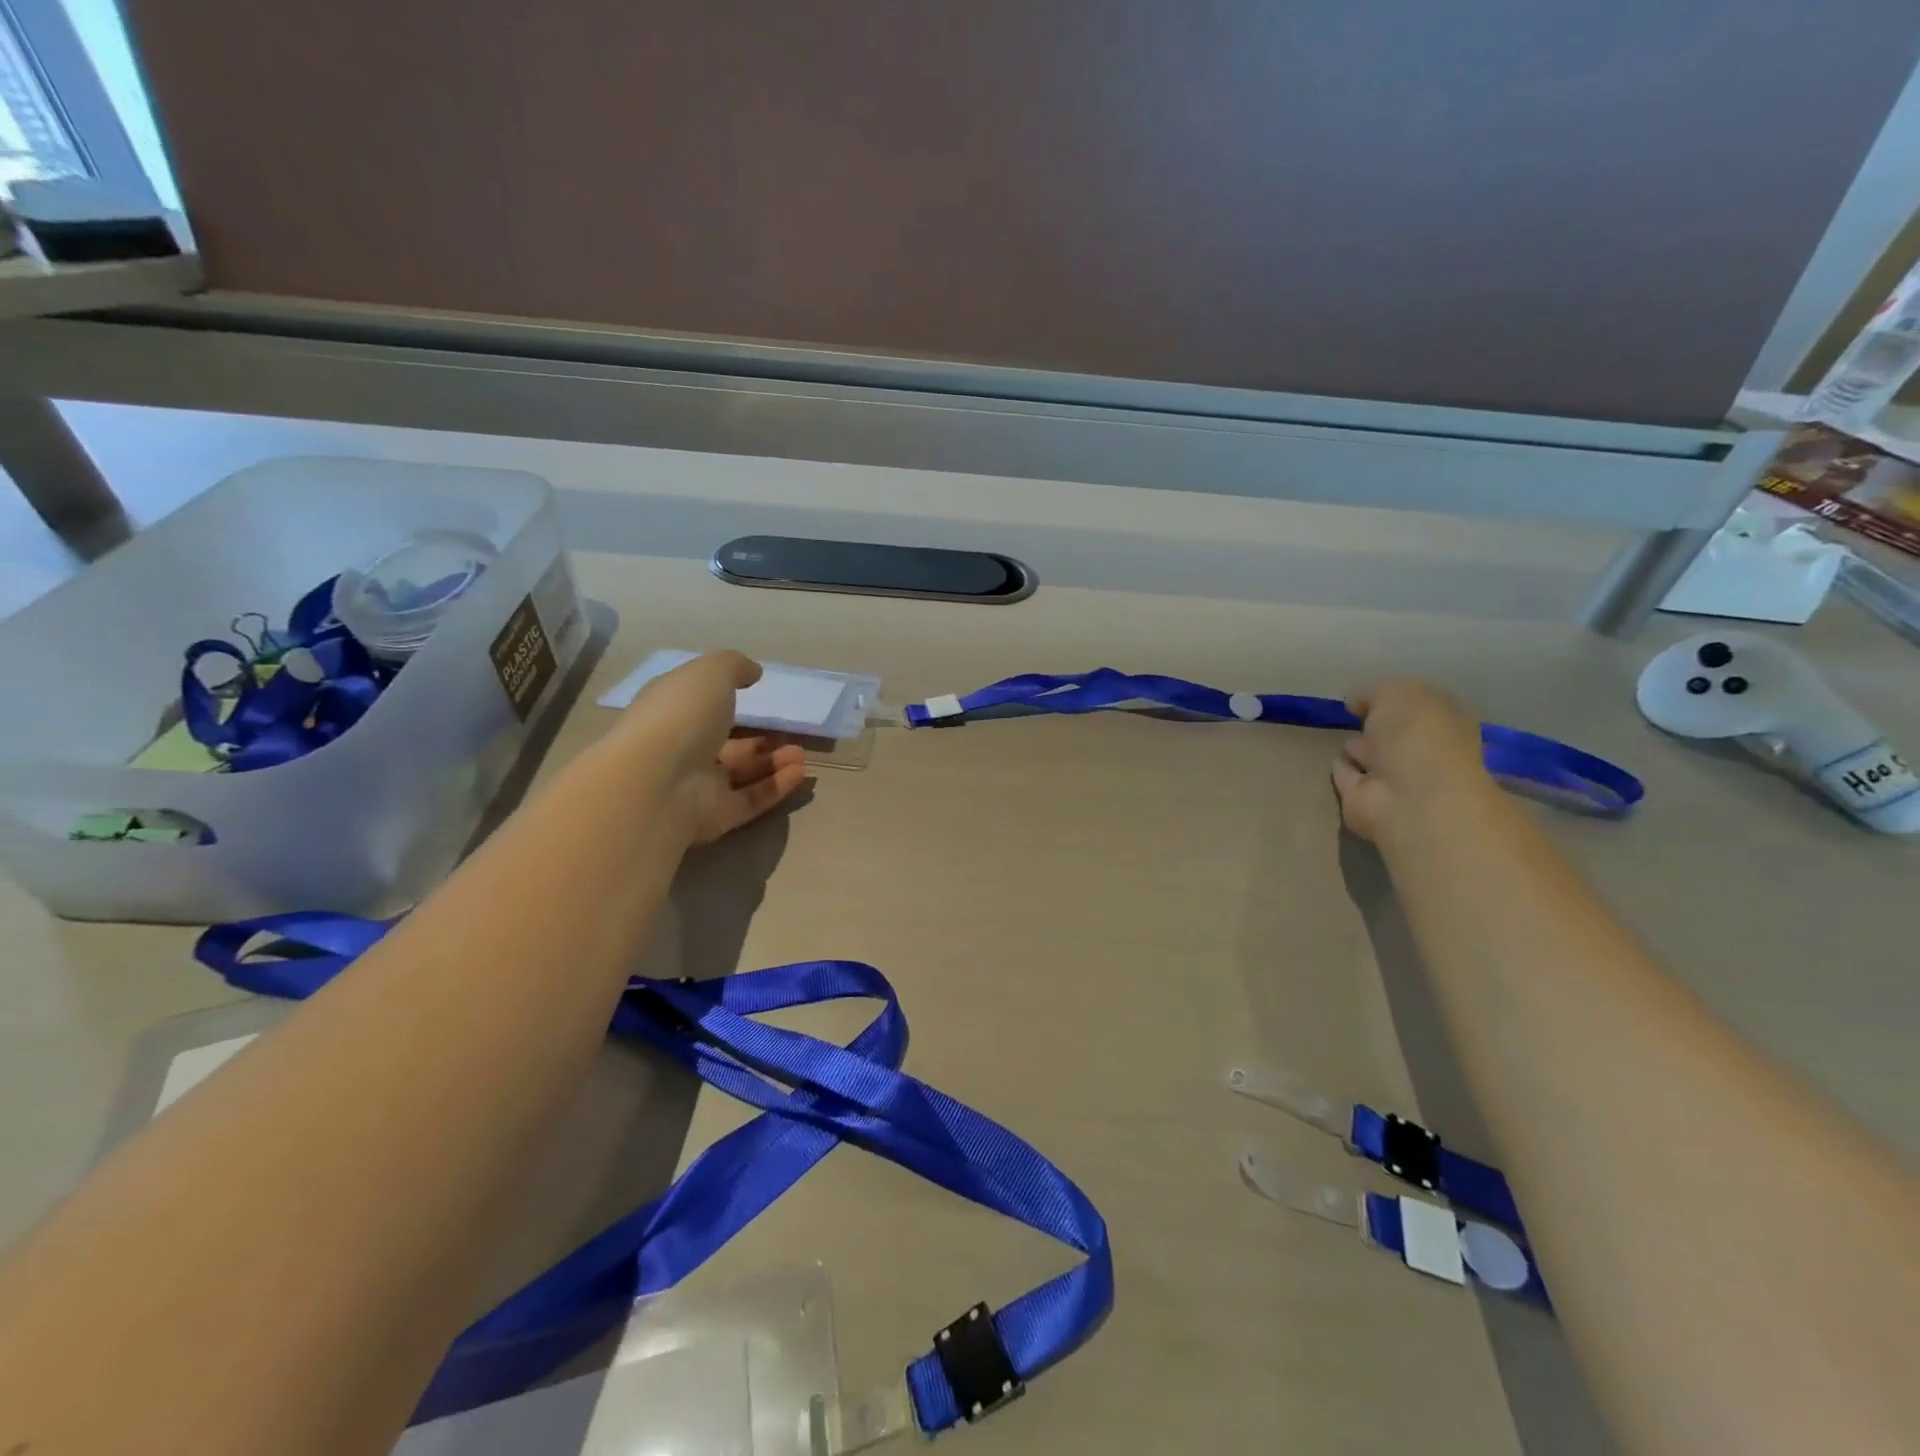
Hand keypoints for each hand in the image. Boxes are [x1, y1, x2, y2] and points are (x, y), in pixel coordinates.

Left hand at [618, 651, 809, 842]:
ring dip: (773, 762)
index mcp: (672, 712)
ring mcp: (697, 785)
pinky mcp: (716, 816)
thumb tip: (753, 673)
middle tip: (789, 731)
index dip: (725, 698)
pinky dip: (776, 786)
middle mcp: (682, 749)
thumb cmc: (681, 716)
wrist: (659, 782)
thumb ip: (734, 666)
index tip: (757, 692)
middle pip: (725, 743)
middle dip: (759, 738)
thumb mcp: (711, 673)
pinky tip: (801, 773)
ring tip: (801, 754)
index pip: (699, 705)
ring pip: (741, 773)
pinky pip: (751, 799)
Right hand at [1330, 678, 1494, 844]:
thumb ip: (1375, 691)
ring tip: (1341, 737)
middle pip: (1398, 735)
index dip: (1398, 700)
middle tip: (1356, 717)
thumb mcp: (1397, 692)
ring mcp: (1395, 779)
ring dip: (1361, 748)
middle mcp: (1423, 752)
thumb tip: (1356, 704)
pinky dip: (1343, 769)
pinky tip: (1333, 759)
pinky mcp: (1365, 799)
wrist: (1408, 796)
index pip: (1421, 707)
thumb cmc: (1415, 735)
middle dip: (1380, 726)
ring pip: (1374, 757)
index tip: (1369, 696)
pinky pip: (1350, 777)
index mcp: (1443, 723)